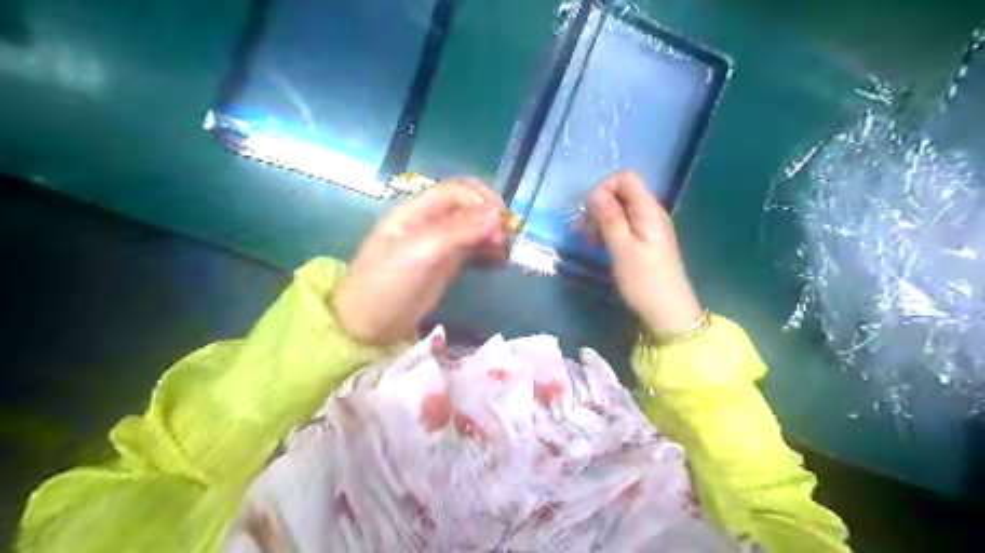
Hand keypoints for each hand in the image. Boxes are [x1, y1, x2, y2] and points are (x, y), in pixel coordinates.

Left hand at [332, 177, 506, 344]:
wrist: (369, 325)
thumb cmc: (385, 284)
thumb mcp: (417, 253)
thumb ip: (454, 231)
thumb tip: (495, 216)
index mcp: (417, 210)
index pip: (456, 190)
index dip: (480, 199)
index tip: (500, 222)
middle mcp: (431, 220)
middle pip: (469, 204)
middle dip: (491, 215)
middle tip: (505, 238)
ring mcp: (441, 242)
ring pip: (475, 225)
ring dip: (493, 232)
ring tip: (505, 252)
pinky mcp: (449, 262)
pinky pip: (475, 246)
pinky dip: (490, 249)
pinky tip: (500, 260)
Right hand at [587, 172, 703, 333]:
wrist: (669, 313)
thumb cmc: (645, 282)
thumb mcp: (622, 249)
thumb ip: (609, 218)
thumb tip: (593, 192)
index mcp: (649, 211)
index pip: (626, 178)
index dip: (604, 187)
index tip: (590, 211)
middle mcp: (651, 213)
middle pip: (623, 192)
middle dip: (599, 204)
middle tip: (582, 229)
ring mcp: (649, 228)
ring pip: (621, 209)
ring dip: (601, 219)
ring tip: (587, 240)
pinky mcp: (645, 242)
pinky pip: (625, 225)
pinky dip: (609, 230)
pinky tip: (599, 246)